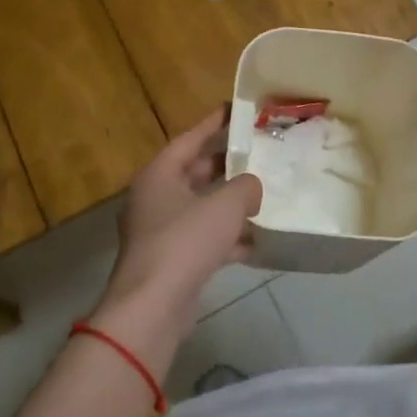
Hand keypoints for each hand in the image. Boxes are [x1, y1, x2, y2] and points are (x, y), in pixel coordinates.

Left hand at [91, 107, 262, 369]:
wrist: (153, 307)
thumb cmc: (185, 242)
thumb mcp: (226, 205)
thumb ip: (246, 186)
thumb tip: (252, 187)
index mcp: (159, 175)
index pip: (189, 139)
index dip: (213, 123)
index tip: (235, 110)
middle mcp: (155, 199)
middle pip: (194, 172)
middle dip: (226, 165)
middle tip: (257, 153)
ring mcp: (160, 233)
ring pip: (200, 208)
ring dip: (229, 203)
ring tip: (264, 194)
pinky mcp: (171, 262)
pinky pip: (203, 240)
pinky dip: (227, 238)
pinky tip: (256, 241)